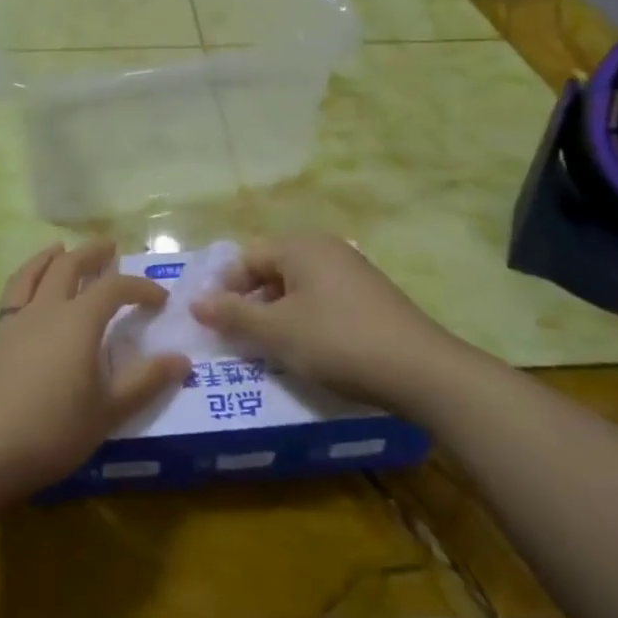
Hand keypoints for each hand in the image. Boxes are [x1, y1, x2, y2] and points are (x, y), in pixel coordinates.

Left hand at [0, 241, 189, 510]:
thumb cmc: (51, 433)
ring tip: (54, 250)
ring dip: (40, 262)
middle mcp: (40, 313)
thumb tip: (182, 359)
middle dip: (89, 254)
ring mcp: (4, 329)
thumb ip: (145, 382)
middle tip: (106, 246)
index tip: (160, 298)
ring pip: (22, 282)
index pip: (114, 288)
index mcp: (77, 322)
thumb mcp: (108, 412)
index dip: (139, 287)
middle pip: (66, 268)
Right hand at [190, 234, 449, 403]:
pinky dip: (304, 320)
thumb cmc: (337, 341)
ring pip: (297, 287)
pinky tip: (306, 349)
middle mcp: (326, 249)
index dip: (224, 288)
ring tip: (268, 348)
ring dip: (276, 314)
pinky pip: (322, 300)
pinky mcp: (371, 297)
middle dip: (250, 302)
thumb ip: (233, 314)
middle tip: (237, 337)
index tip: (212, 323)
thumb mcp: (277, 331)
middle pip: (272, 269)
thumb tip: (196, 302)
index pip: (246, 257)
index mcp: (300, 246)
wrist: (421, 370)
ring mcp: (352, 271)